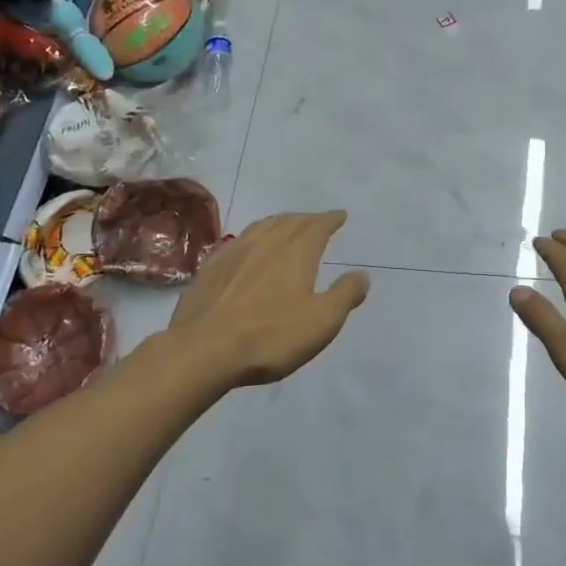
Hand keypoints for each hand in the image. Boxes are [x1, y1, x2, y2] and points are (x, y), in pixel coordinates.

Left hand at [167, 211, 369, 387]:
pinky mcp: (210, 268)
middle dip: (306, 219)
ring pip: (261, 227)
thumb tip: (362, 274)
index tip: (340, 215)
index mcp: (296, 252)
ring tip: (285, 226)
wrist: (203, 350)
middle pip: (289, 222)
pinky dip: (251, 238)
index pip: (317, 226)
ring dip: (278, 223)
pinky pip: (236, 242)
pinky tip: (246, 247)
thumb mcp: (321, 321)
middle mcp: (265, 243)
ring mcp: (234, 253)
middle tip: (315, 221)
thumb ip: (344, 295)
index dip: (330, 219)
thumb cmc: (270, 336)